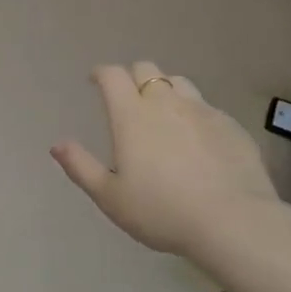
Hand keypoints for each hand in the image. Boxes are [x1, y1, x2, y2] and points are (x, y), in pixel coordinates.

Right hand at [51, 62, 290, 263]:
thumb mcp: (109, 197)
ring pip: (179, 83)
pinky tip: (194, 140)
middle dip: (131, 77)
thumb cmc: (160, 211)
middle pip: (146, 70)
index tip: (94, 81)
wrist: (232, 221)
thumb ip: (80, 167)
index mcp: (131, 115)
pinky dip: (192, 114)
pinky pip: (206, 107)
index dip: (101, 73)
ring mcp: (203, 111)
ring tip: (161, 114)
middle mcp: (166, 103)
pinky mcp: (231, 126)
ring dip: (164, 90)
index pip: (113, 76)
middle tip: (126, 98)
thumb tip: (57, 145)